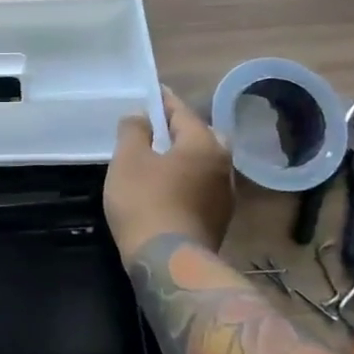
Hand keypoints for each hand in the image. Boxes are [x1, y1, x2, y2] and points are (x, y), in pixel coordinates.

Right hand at [103, 86, 234, 260]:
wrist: (169, 262)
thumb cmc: (145, 202)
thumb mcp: (128, 160)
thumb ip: (133, 130)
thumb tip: (140, 114)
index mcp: (203, 144)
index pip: (182, 112)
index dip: (164, 101)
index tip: (152, 92)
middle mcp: (223, 164)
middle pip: (204, 136)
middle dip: (184, 129)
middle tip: (160, 128)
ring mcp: (226, 194)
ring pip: (207, 162)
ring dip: (188, 156)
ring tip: (163, 158)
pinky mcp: (220, 218)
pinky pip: (204, 185)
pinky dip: (190, 178)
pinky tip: (171, 186)